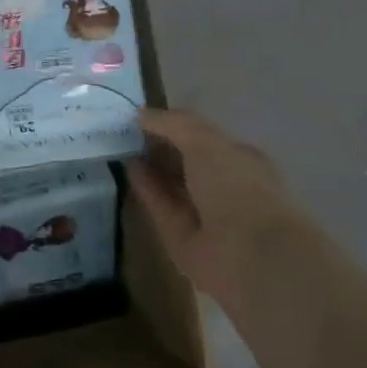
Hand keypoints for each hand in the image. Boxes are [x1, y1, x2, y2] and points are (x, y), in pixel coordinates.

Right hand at [126, 108, 302, 316]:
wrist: (247, 253)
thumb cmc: (235, 186)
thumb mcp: (205, 141)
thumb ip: (173, 124)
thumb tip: (141, 115)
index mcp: (240, 159)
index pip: (204, 137)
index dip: (176, 125)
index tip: (145, 116)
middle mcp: (223, 185)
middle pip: (185, 161)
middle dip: (159, 145)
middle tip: (125, 130)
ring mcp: (202, 213)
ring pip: (171, 184)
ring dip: (149, 166)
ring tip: (119, 145)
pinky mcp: (181, 236)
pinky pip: (160, 206)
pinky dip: (145, 188)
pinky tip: (127, 169)